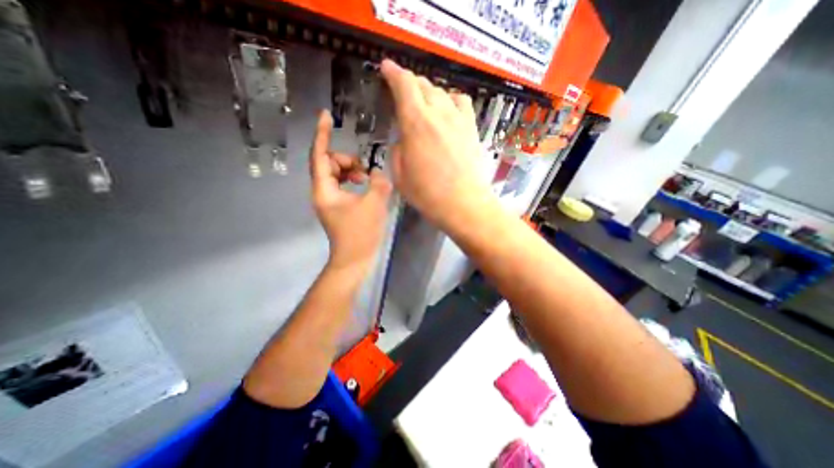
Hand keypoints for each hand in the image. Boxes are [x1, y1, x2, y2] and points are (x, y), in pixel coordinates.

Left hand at [309, 110, 395, 270]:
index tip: (325, 115)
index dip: (322, 134)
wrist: (355, 258)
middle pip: (329, 163)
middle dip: (347, 160)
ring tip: (367, 180)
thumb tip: (379, 173)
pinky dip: (354, 181)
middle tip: (364, 172)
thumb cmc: (360, 233)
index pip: (320, 155)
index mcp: (324, 190)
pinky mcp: (339, 206)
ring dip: (352, 171)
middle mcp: (323, 192)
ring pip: (337, 174)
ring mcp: (330, 200)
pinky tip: (366, 187)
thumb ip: (378, 184)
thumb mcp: (373, 205)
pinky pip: (343, 184)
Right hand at [380, 58, 489, 227]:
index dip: (393, 72)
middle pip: (423, 85)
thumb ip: (398, 149)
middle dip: (409, 84)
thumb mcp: (399, 174)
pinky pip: (461, 102)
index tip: (386, 68)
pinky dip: (451, 100)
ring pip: (442, 92)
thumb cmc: (427, 194)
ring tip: (423, 103)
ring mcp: (458, 119)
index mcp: (415, 123)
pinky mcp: (472, 128)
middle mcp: (438, 113)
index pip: (404, 84)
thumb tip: (404, 138)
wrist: (463, 204)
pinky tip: (447, 111)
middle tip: (403, 93)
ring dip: (429, 92)